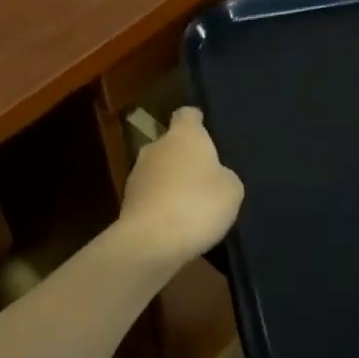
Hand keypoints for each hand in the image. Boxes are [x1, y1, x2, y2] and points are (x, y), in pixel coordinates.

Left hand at [115, 107, 243, 267]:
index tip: (206, 131)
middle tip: (206, 178)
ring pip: (159, 171)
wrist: (151, 242)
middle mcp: (156, 147)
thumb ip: (223, 175)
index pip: (188, 115)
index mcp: (184, 135)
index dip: (197, 121)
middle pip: (171, 145)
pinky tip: (175, 224)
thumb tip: (213, 176)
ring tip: (191, 206)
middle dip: (185, 158)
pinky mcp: (127, 202)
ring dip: (171, 183)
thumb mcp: (232, 189)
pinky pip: (150, 197)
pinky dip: (161, 205)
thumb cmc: (198, 204)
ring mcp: (136, 174)